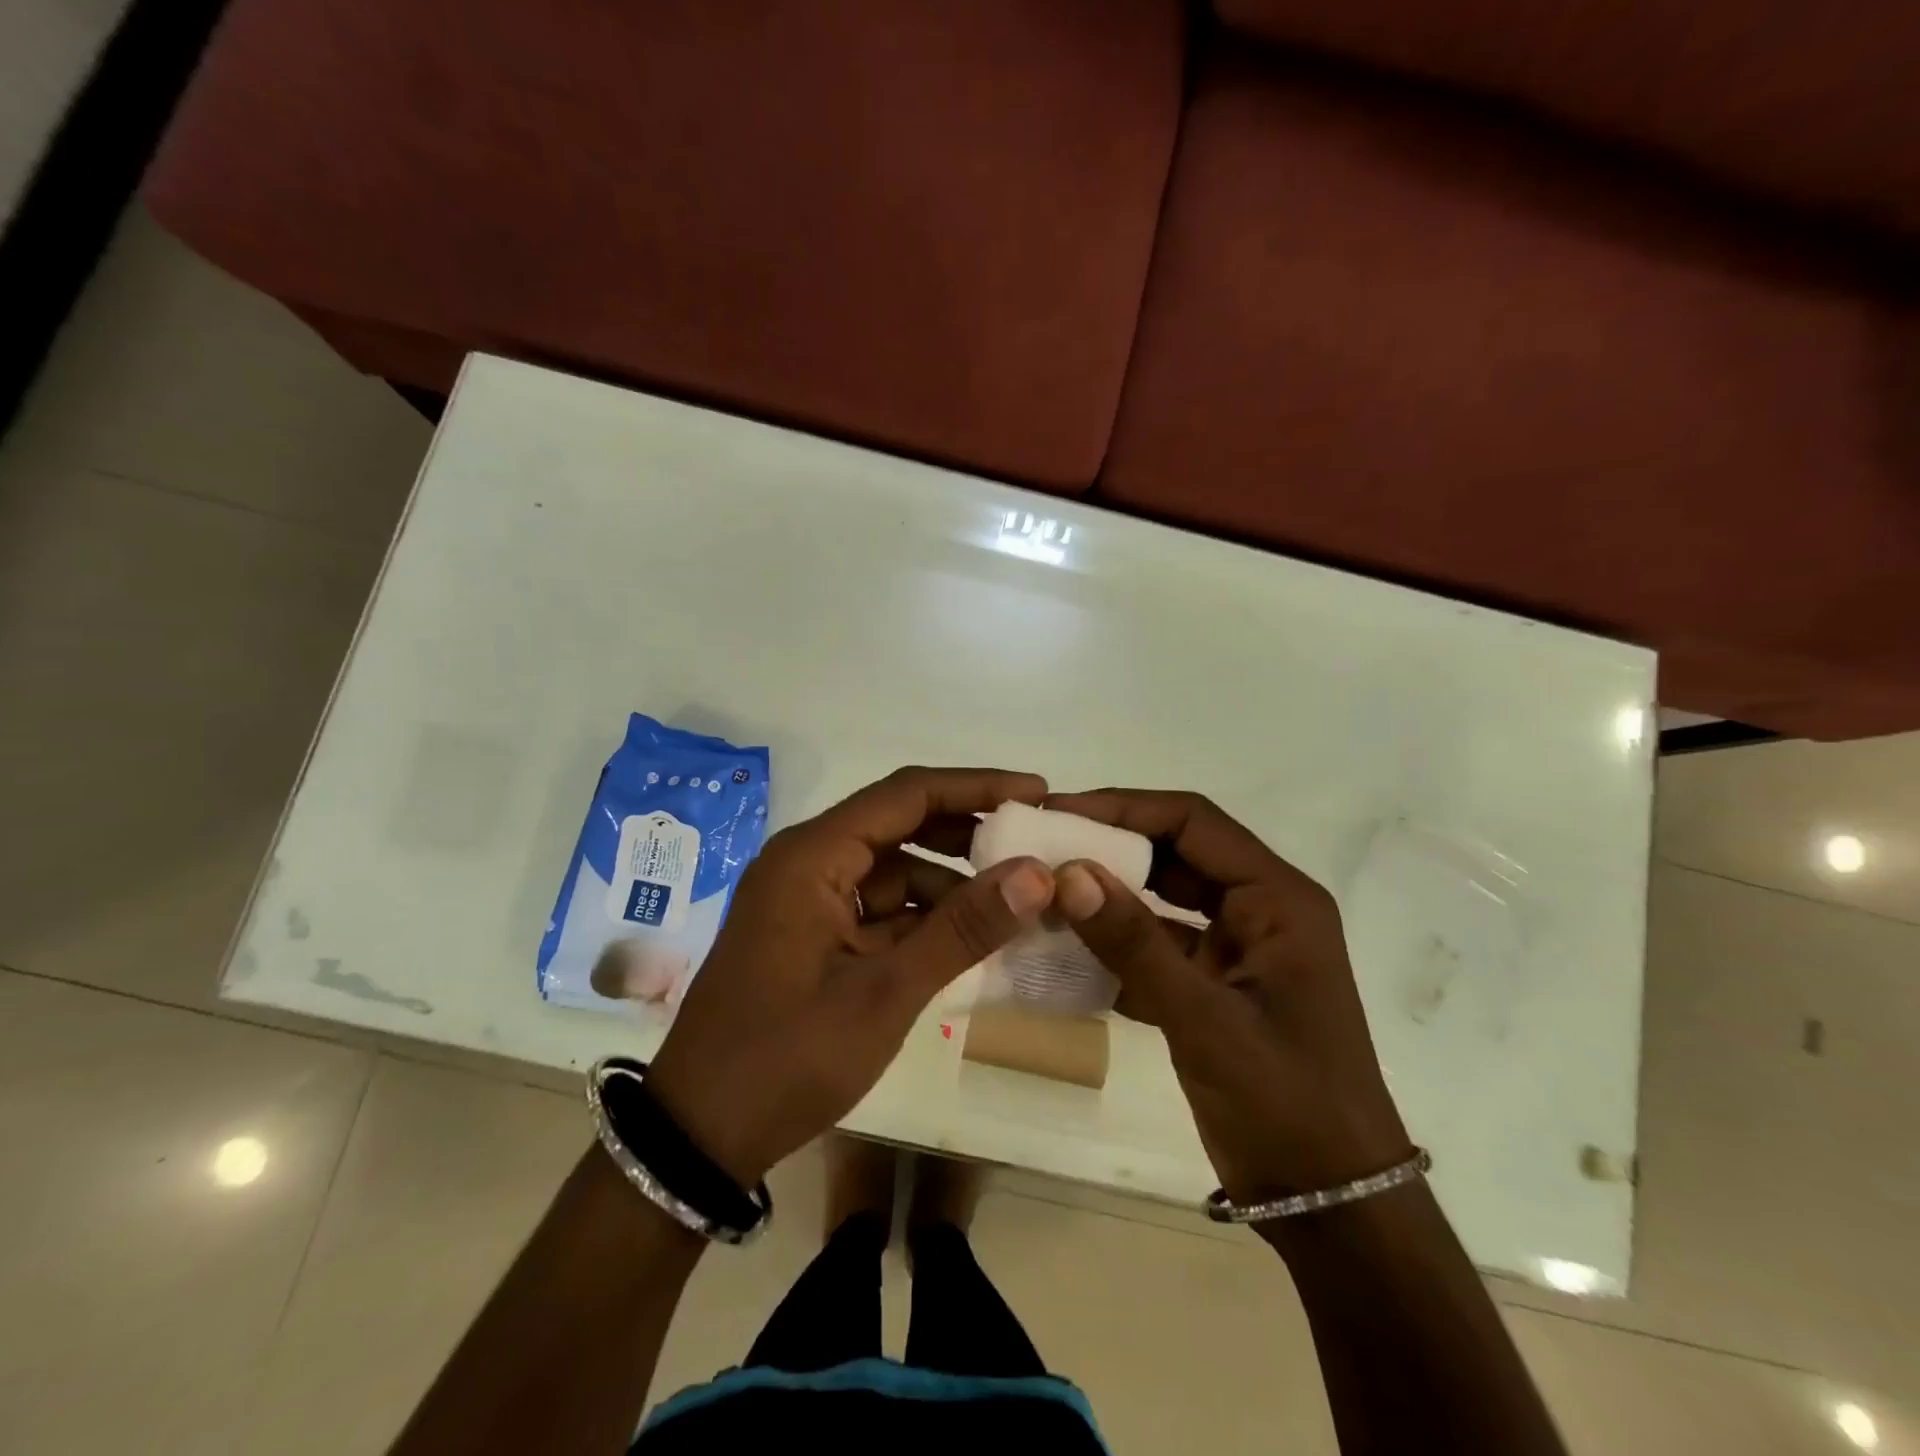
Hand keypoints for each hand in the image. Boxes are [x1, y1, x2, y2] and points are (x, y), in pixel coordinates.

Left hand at [647, 767, 1055, 1185]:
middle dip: (966, 833)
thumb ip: (962, 929)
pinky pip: (880, 908)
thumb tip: (1037, 873)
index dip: (975, 787)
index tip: (1036, 791)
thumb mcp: (885, 993)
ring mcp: (808, 900)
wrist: (700, 1137)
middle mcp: (807, 862)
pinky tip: (970, 937)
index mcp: (812, 856)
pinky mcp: (813, 935)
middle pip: (899, 824)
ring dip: (950, 882)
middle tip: (1033, 843)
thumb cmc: (787, 1059)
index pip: (906, 794)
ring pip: (893, 870)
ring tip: (1014, 900)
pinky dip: (924, 918)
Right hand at [1047, 789, 1410, 1201]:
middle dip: (1108, 848)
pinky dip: (1114, 945)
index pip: (1192, 822)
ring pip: (1162, 900)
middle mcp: (1258, 910)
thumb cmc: (1287, 1104)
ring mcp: (1236, 949)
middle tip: (1038, 849)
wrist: (1332, 1204)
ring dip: (1107, 897)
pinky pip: (1157, 945)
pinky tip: (1063, 950)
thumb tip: (1067, 873)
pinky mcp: (1214, 986)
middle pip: (1174, 854)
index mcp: (1277, 899)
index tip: (1057, 812)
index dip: (1123, 808)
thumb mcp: (1205, 1019)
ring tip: (1042, 892)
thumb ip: (1135, 944)